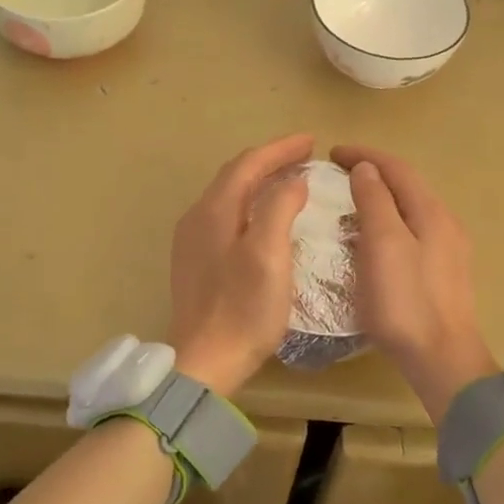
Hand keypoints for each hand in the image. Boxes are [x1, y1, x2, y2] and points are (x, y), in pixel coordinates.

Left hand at [168, 134, 314, 396]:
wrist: (204, 362)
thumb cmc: (243, 309)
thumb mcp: (269, 255)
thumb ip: (280, 208)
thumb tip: (293, 181)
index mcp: (214, 210)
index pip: (249, 163)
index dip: (280, 149)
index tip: (311, 141)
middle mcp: (197, 216)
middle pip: (235, 175)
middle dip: (269, 160)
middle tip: (303, 155)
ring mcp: (192, 240)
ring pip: (229, 195)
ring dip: (259, 180)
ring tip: (289, 179)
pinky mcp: (195, 261)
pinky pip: (225, 215)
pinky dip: (249, 203)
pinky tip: (264, 216)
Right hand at [330, 145, 498, 423]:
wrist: (443, 360)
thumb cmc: (406, 300)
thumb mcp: (383, 244)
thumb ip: (375, 200)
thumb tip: (366, 168)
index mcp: (431, 211)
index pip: (396, 168)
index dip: (364, 155)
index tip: (331, 153)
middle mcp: (445, 223)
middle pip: (406, 186)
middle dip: (372, 174)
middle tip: (337, 177)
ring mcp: (448, 250)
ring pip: (409, 211)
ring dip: (380, 200)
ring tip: (349, 207)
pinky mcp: (443, 274)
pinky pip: (411, 233)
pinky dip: (387, 225)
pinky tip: (371, 243)